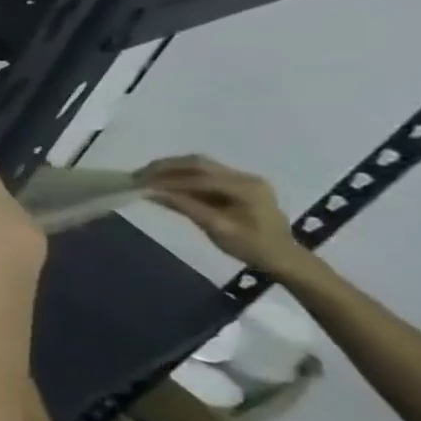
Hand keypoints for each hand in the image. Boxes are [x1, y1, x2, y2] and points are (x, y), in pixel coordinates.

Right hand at [140, 155, 308, 275]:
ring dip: (170, 169)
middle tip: (138, 176)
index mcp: (246, 187)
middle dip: (165, 167)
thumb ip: (185, 207)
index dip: (167, 180)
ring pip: (199, 165)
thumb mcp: (217, 228)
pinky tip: (163, 184)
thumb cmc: (252, 246)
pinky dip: (180, 176)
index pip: (199, 178)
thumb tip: (150, 192)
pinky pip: (203, 174)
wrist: (283, 257)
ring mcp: (242, 179)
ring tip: (146, 178)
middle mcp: (245, 177)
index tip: (139, 184)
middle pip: (198, 163)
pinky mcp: (236, 184)